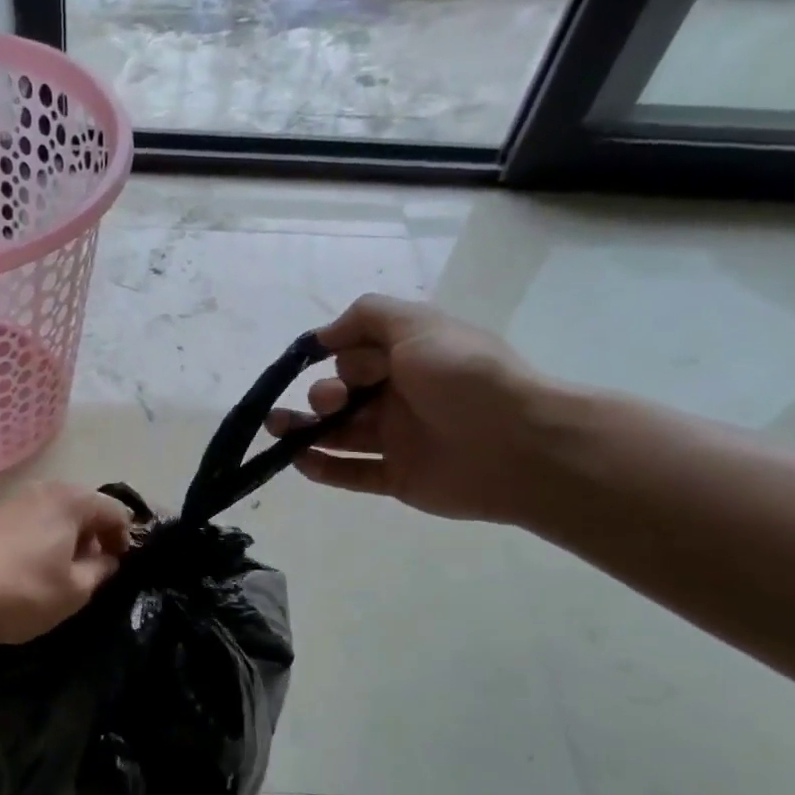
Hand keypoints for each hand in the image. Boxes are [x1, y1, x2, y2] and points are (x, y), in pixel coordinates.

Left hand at [0, 482, 134, 645]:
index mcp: (72, 500)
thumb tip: (108, 559)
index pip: (116, 511)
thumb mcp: (75, 590)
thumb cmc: (25, 590)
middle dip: (97, 537)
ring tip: (66, 575)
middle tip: (96, 573)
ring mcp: (18, 501)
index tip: (120, 568)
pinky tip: (38, 571)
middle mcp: (46, 490)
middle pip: (86, 508)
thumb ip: (101, 571)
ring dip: (70, 540)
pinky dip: (47, 541)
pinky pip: (37, 523)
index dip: (125, 539)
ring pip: (59, 516)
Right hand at [264, 295, 546, 522]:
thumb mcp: (417, 324)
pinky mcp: (398, 478)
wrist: (518, 444)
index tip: (329, 358)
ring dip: (304, 430)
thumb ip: (367, 316)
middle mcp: (401, 396)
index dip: (339, 356)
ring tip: (276, 428)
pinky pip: (352, 474)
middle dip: (322, 393)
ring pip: (340, 434)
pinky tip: (298, 461)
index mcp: (408, 358)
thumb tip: (324, 336)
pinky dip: (323, 469)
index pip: (356, 355)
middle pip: (344, 394)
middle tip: (332, 400)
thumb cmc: (463, 375)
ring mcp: (399, 440)